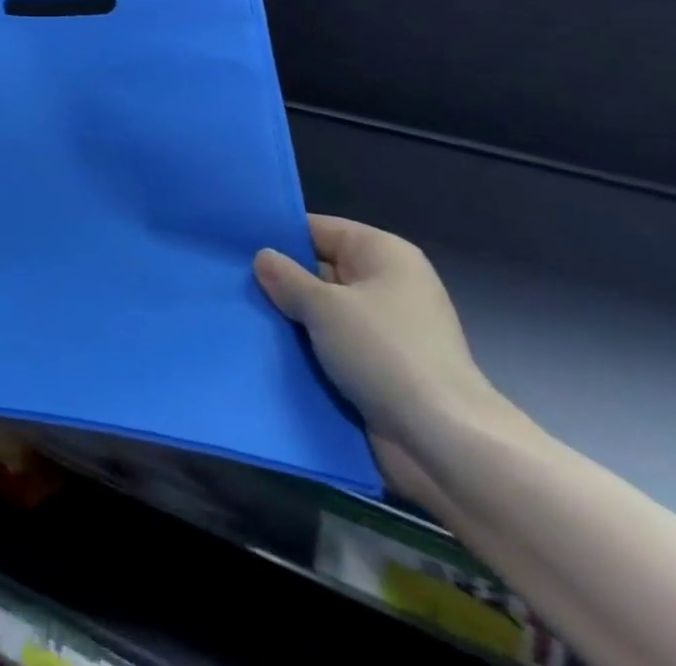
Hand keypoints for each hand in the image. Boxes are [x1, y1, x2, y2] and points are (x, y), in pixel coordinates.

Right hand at [254, 215, 511, 503]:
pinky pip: (332, 348)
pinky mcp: (380, 370)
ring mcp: (385, 330)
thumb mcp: (324, 306)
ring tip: (238, 315)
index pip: (317, 229)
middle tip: (228, 282)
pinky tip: (266, 351)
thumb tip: (263, 258)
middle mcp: (386, 285)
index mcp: (383, 253)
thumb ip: (285, 277)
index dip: (277, 237)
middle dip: (279, 282)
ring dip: (290, 321)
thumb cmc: (386, 355)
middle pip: (318, 271)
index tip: (232, 246)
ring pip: (321, 314)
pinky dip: (306, 351)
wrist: (446, 446)